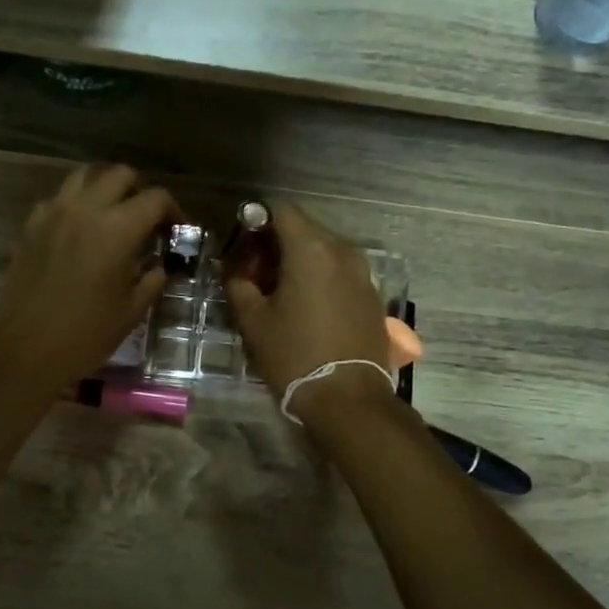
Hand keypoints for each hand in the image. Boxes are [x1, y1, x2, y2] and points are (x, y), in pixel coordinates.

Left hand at [0, 164, 178, 396]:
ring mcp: (53, 213)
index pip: (155, 199)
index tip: (176, 229)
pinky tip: (80, 230)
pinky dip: (75, 203)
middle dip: (139, 190)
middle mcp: (85, 209)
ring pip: (84, 176)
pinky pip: (58, 198)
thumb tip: (160, 267)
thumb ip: (152, 281)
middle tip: (146, 217)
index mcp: (118, 229)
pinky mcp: (30, 226)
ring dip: (105, 188)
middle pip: (119, 174)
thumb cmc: (85, 335)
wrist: (24, 350)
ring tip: (113, 214)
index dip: (173, 210)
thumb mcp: (131, 311)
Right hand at [223, 201, 394, 423]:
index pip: (281, 210)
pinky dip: (320, 279)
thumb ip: (238, 284)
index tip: (241, 244)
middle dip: (275, 244)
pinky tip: (306, 308)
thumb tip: (235, 269)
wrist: (348, 398)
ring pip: (323, 252)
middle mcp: (342, 252)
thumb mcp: (253, 321)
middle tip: (253, 273)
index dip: (256, 219)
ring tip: (278, 293)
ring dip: (298, 262)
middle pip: (303, 230)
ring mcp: (363, 274)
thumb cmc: (294, 355)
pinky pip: (340, 273)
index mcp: (311, 250)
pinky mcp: (372, 297)